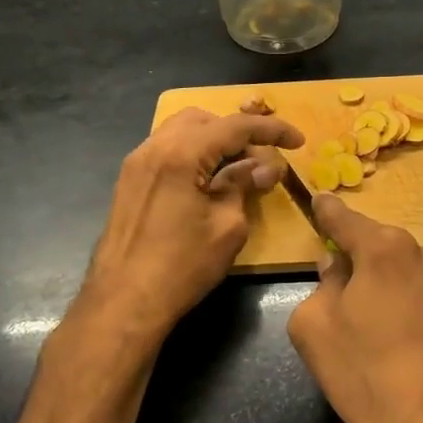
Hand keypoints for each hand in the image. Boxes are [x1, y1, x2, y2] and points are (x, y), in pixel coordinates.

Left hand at [83, 101, 303, 337]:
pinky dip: (192, 154)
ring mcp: (136, 163)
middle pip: (204, 120)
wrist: (124, 302)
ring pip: (181, 131)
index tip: (298, 141)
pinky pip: (166, 150)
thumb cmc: (182, 267)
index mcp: (180, 154)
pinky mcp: (129, 181)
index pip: (234, 126)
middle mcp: (154, 147)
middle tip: (262, 160)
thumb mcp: (227, 226)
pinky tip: (208, 180)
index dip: (271, 130)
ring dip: (213, 141)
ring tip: (237, 168)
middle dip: (237, 132)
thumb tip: (262, 167)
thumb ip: (243, 185)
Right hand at [287, 195, 422, 422]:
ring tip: (403, 338)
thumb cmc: (367, 378)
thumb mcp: (314, 330)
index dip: (329, 213)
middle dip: (373, 269)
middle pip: (391, 253)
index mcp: (387, 251)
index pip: (347, 221)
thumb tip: (336, 265)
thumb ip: (321, 284)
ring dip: (410, 292)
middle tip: (360, 308)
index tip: (321, 201)